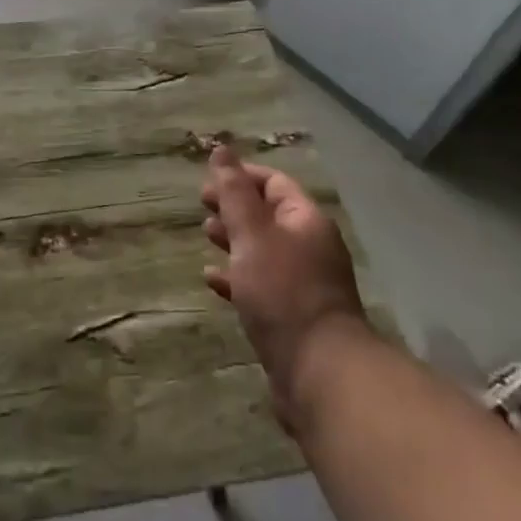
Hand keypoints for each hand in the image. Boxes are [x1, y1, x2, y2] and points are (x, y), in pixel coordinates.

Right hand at [201, 146, 365, 433]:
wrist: (319, 371)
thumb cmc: (283, 291)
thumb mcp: (252, 234)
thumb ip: (234, 193)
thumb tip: (221, 149)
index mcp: (306, 221)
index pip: (274, 183)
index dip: (241, 175)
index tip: (208, 179)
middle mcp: (309, 247)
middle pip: (268, 214)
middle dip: (234, 207)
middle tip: (201, 206)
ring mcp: (303, 283)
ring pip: (263, 249)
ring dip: (234, 240)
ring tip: (205, 236)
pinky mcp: (292, 315)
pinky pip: (261, 284)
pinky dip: (236, 276)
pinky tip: (212, 279)